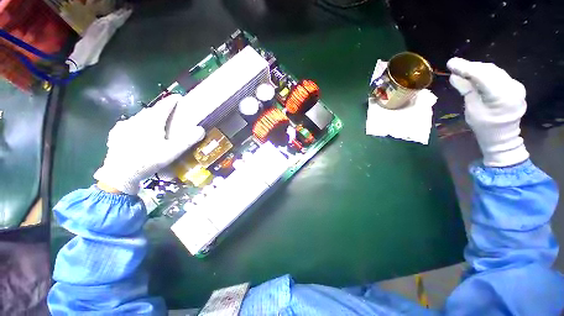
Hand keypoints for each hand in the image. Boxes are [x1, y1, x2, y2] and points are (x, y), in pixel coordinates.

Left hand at [94, 94, 204, 194]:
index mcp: (151, 121)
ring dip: (148, 118)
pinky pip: (128, 125)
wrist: (120, 174)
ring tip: (154, 124)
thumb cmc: (149, 160)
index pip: (164, 105)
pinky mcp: (116, 134)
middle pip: (151, 111)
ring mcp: (124, 126)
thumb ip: (188, 140)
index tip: (179, 97)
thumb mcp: (172, 151)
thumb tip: (201, 129)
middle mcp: (137, 119)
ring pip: (139, 117)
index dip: (172, 100)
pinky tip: (135, 132)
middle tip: (169, 115)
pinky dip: (135, 125)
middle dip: (161, 110)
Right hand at [447, 57, 528, 166]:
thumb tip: (454, 76)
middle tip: (455, 66)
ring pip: (494, 71)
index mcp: (501, 97)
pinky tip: (476, 75)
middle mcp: (512, 88)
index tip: (451, 63)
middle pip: (489, 70)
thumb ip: (466, 90)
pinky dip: (485, 73)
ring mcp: (516, 86)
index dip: (465, 68)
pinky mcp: (516, 86)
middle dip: (471, 67)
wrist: (502, 136)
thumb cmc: (484, 126)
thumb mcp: (471, 109)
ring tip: (463, 70)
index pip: (482, 76)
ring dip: (478, 69)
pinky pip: (498, 75)